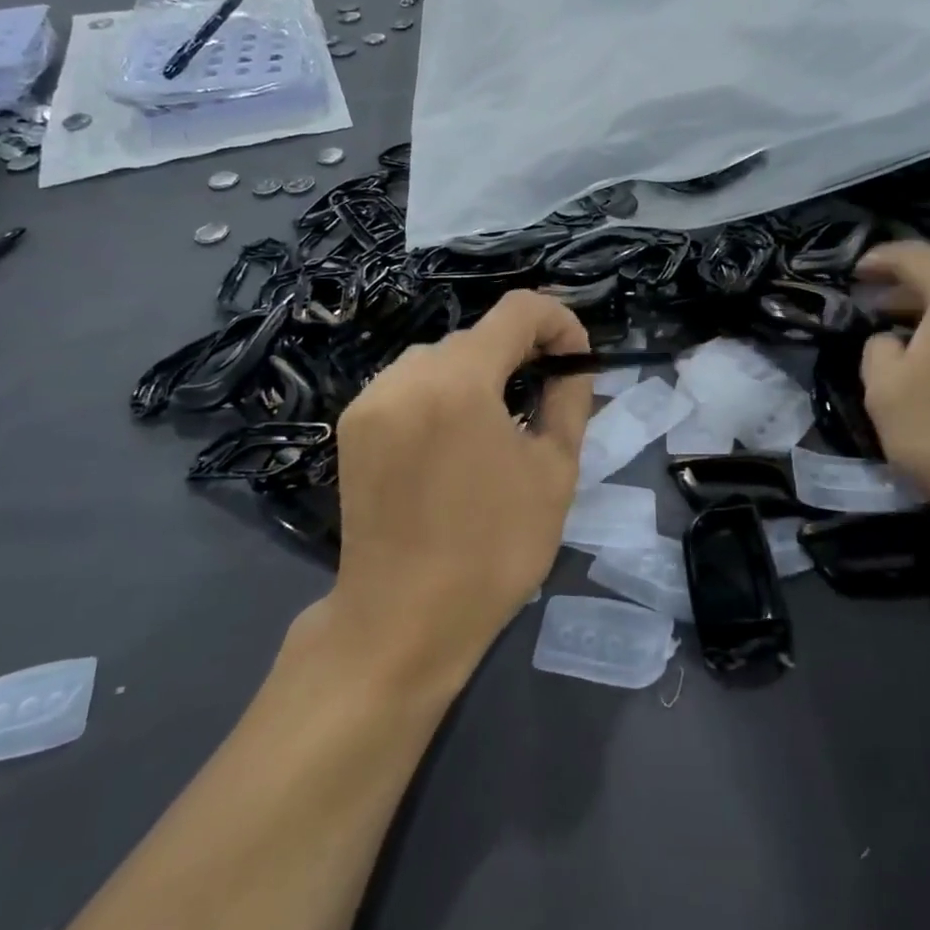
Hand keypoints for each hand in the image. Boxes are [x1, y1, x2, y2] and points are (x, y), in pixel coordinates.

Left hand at [326, 290, 592, 683]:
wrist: (403, 620)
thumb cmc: (493, 549)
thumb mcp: (554, 471)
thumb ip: (569, 400)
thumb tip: (571, 366)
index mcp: (460, 380)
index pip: (518, 309)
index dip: (559, 322)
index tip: (576, 361)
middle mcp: (407, 374)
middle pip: (478, 335)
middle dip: (521, 353)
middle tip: (548, 396)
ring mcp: (371, 399)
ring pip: (441, 358)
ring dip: (480, 374)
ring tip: (501, 422)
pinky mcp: (353, 425)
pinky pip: (409, 385)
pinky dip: (442, 394)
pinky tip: (455, 441)